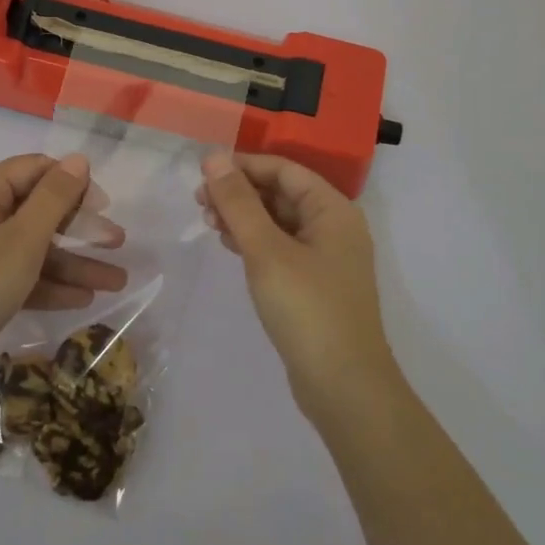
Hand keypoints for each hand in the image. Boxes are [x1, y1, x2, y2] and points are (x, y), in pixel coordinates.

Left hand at [0, 154, 126, 404]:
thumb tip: (78, 159)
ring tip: (115, 283)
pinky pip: (17, 273)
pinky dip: (47, 283)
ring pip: (32, 247)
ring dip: (72, 263)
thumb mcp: (22, 242)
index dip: (73, 184)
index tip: (105, 208)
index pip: (35, 169)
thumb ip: (54, 199)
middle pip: (36, 210)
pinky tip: (82, 299)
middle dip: (80, 230)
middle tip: (118, 245)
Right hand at [198, 153, 399, 425]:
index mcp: (333, 209)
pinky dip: (254, 241)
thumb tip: (214, 156)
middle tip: (199, 202)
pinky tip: (229, 245)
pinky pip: (280, 246)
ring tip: (208, 223)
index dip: (243, 165)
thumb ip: (238, 202)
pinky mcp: (315, 283)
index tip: (203, 173)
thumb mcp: (266, 250)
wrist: (345, 388)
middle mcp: (334, 226)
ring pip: (278, 220)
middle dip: (240, 192)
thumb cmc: (307, 309)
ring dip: (243, 216)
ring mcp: (326, 257)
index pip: (284, 169)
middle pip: (281, 193)